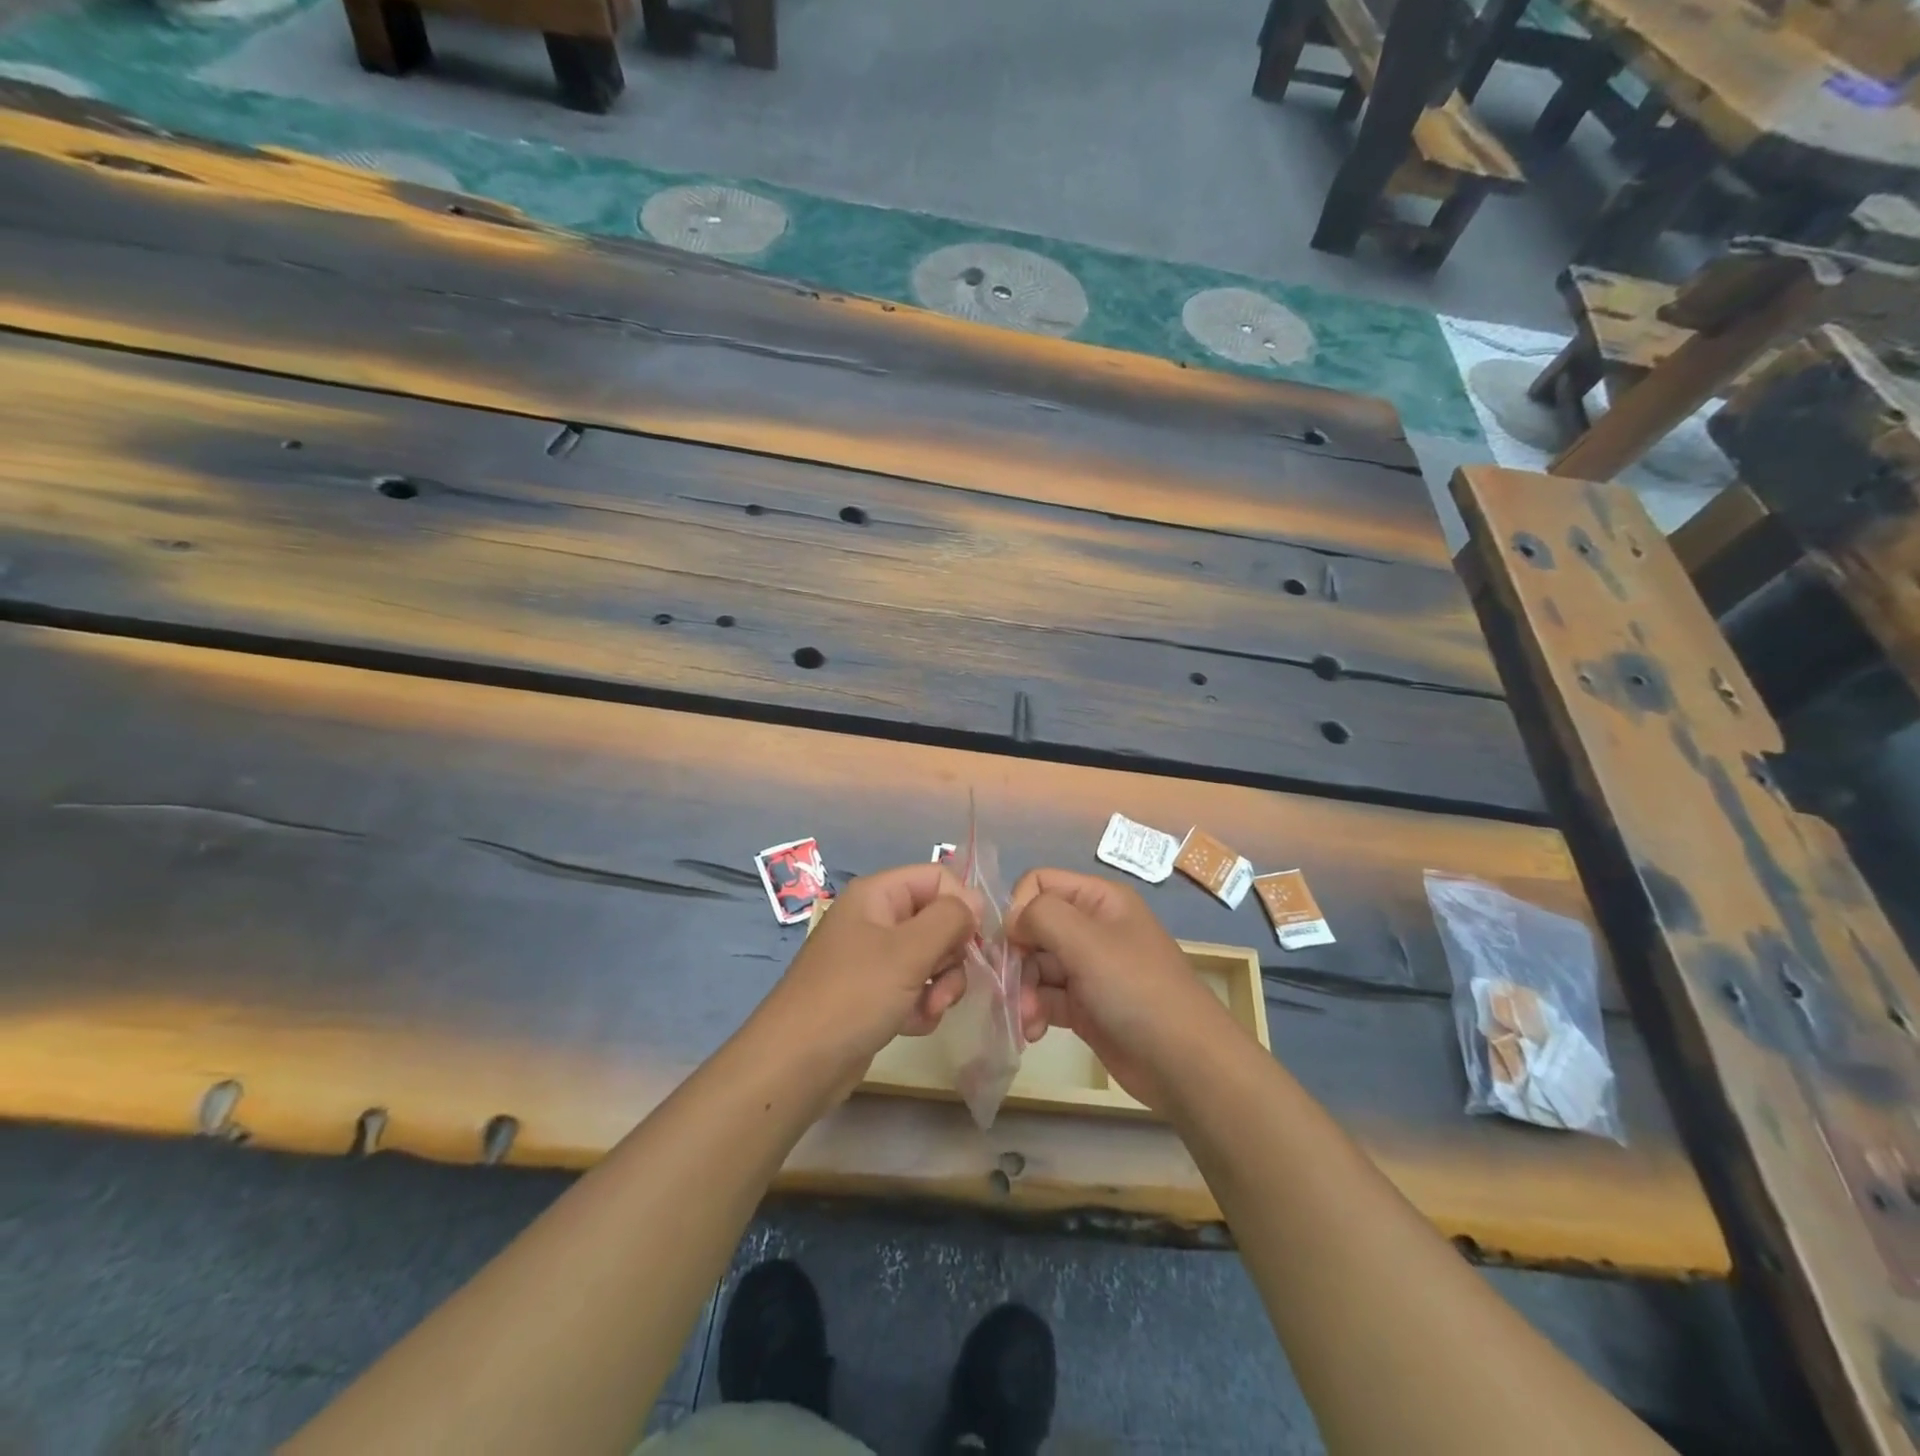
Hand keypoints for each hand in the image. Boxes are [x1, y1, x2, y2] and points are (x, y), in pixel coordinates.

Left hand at [766, 862, 980, 1073]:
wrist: (796, 1065)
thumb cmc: (853, 996)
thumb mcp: (908, 951)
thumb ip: (950, 919)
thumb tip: (974, 903)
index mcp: (877, 895)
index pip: (938, 878)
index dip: (962, 905)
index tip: (975, 942)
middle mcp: (875, 919)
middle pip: (938, 920)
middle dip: (951, 956)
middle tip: (944, 984)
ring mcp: (874, 959)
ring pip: (931, 958)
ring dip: (940, 986)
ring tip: (928, 1010)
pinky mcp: (874, 995)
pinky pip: (915, 989)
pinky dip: (921, 1007)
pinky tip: (910, 1025)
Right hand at [1006, 868, 1238, 1109]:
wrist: (1184, 1063)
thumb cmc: (1136, 989)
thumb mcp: (1087, 941)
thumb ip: (1041, 916)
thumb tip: (1011, 921)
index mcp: (1099, 900)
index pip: (1040, 883)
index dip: (1020, 909)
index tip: (1014, 942)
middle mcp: (1092, 928)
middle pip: (1033, 927)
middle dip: (1016, 957)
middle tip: (1010, 988)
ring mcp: (1088, 969)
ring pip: (1035, 966)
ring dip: (1022, 990)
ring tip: (1026, 1018)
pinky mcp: (1084, 1006)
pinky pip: (1045, 998)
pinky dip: (1033, 1012)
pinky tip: (1031, 1032)